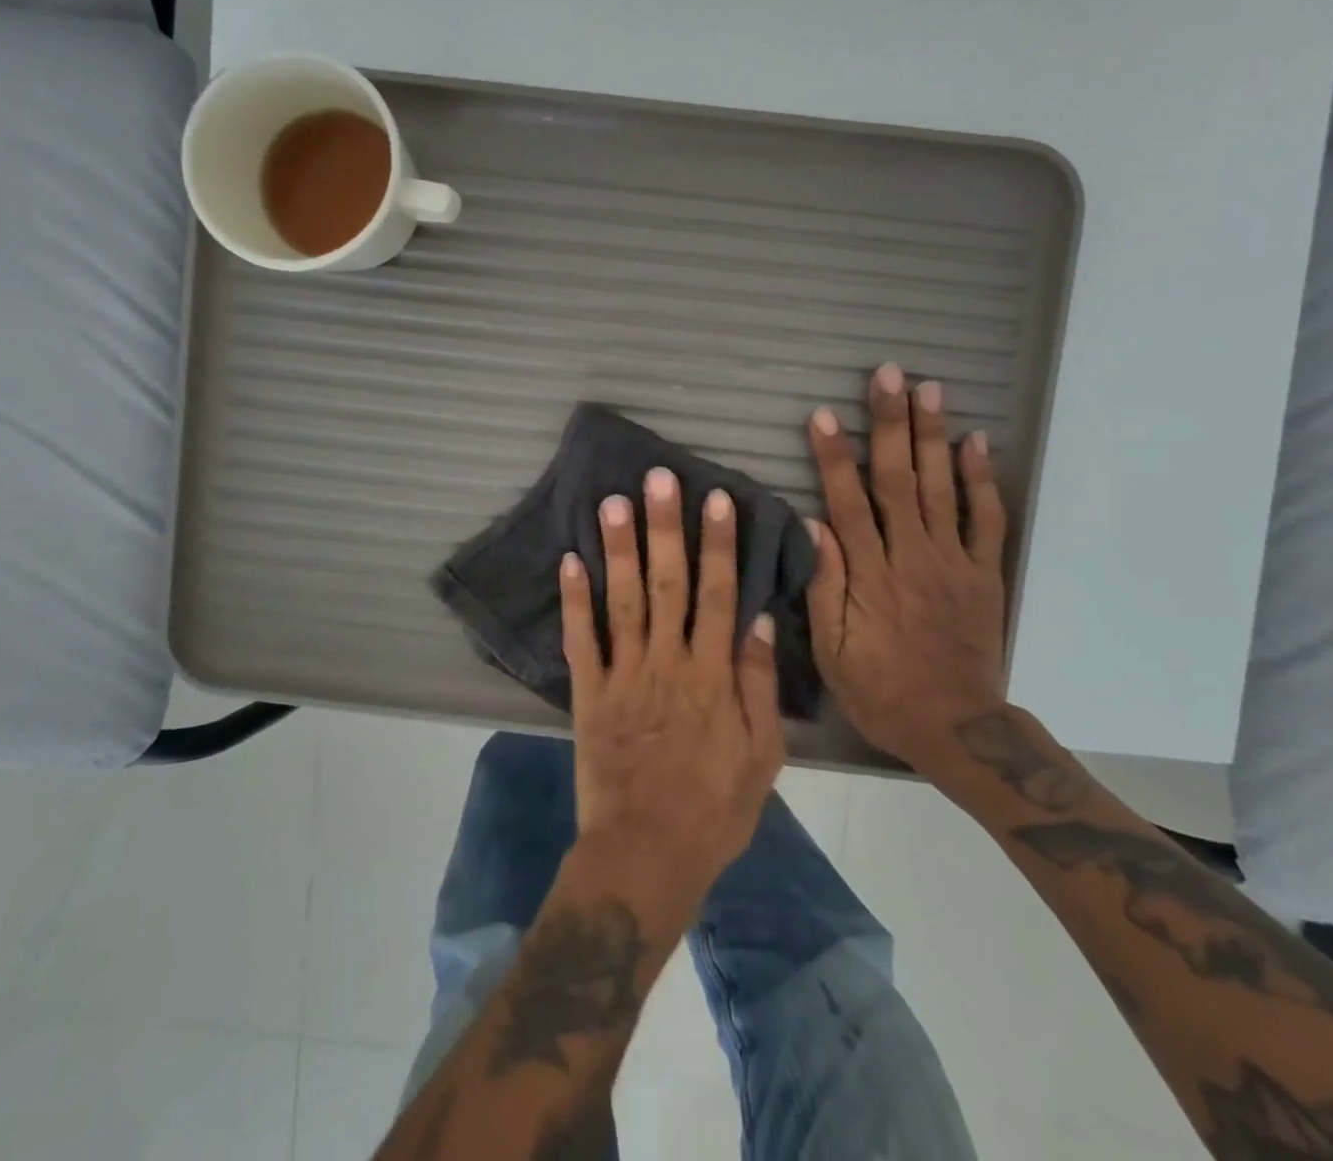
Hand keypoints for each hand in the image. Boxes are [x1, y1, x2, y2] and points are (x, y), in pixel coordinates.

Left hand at [560, 468, 785, 914]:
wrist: (647, 855)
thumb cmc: (714, 808)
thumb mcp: (762, 757)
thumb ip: (758, 686)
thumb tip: (757, 622)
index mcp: (712, 676)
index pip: (719, 595)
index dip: (718, 545)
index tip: (715, 499)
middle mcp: (668, 663)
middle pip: (668, 584)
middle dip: (665, 528)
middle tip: (659, 478)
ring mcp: (624, 675)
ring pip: (623, 600)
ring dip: (618, 549)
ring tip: (613, 501)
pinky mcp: (589, 693)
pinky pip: (581, 640)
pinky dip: (574, 600)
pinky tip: (570, 559)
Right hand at [805, 364, 1009, 771]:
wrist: (955, 725)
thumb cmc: (880, 688)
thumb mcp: (832, 650)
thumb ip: (823, 585)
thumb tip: (811, 524)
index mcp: (870, 574)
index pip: (848, 502)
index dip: (834, 457)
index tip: (823, 415)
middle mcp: (911, 556)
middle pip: (898, 480)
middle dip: (890, 424)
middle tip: (888, 375)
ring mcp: (953, 561)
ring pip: (941, 487)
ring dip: (933, 436)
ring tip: (930, 389)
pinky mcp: (983, 572)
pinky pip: (985, 520)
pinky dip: (981, 479)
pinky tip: (976, 442)